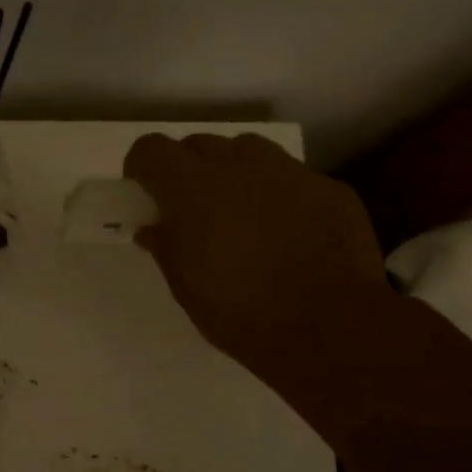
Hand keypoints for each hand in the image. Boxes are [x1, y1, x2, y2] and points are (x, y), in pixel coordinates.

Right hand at [123, 132, 386, 369]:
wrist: (326, 327)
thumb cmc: (238, 312)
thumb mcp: (185, 286)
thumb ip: (166, 247)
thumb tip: (153, 228)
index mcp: (193, 188)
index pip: (152, 149)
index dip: (142, 166)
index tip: (143, 191)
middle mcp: (239, 165)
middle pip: (200, 144)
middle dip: (188, 168)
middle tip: (191, 208)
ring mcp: (289, 172)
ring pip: (249, 152)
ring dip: (234, 173)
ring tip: (239, 214)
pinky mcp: (330, 188)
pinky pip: (292, 180)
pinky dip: (279, 197)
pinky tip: (287, 235)